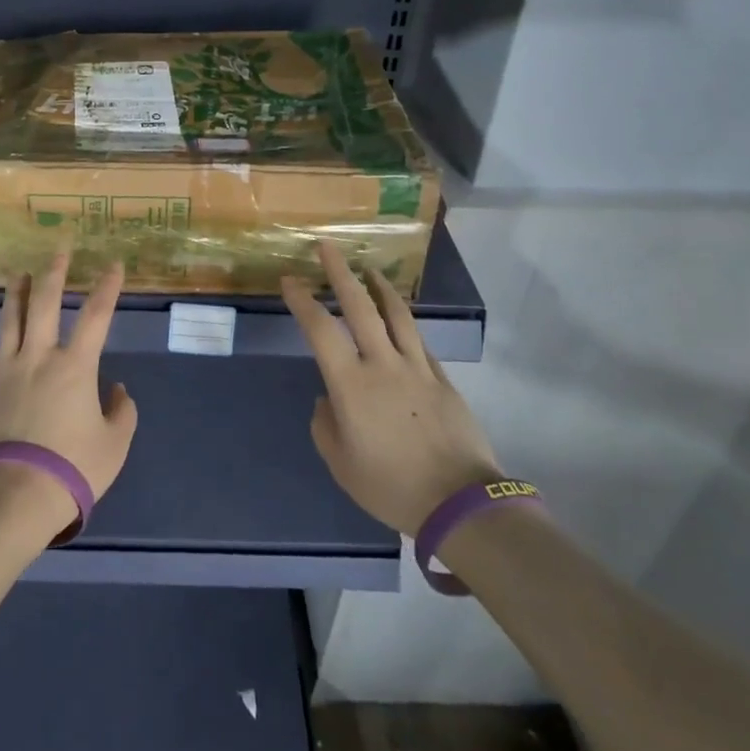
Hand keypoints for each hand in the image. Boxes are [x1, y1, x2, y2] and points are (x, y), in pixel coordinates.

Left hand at [0, 252, 137, 539]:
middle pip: (44, 304)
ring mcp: (4, 372)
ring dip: (15, 295)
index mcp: (76, 366)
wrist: (12, 496)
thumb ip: (122, 412)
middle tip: (58, 250)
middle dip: (53, 273)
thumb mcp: (114, 445)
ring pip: (8, 322)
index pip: (96, 316)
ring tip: (18, 274)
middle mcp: (38, 357)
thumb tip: (117, 390)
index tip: (114, 265)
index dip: (107, 288)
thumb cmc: (72, 470)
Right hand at [283, 243, 500, 535]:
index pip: (320, 330)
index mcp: (351, 385)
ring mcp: (417, 368)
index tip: (290, 280)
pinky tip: (400, 317)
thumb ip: (325, 426)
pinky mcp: (442, 379)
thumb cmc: (391, 486)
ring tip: (369, 269)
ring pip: (396, 315)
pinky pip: (419, 341)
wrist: (460, 503)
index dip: (302, 301)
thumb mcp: (341, 464)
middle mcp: (382, 365)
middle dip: (340, 273)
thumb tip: (328, 400)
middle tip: (327, 247)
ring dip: (379, 287)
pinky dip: (405, 322)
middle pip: (360, 307)